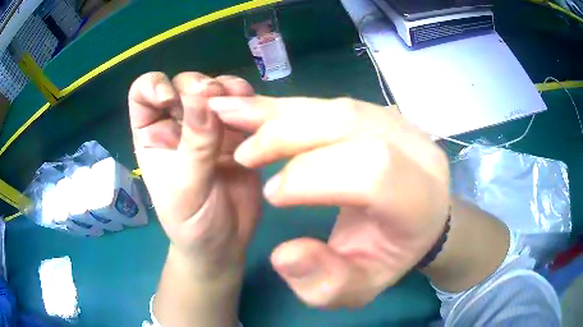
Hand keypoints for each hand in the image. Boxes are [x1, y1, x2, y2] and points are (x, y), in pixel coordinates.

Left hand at [128, 72, 260, 277]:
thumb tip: (204, 98)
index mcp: (153, 136)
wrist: (224, 243)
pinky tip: (254, 109)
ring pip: (215, 90)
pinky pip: (241, 107)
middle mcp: (178, 125)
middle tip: (214, 98)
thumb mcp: (186, 189)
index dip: (154, 86)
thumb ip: (195, 146)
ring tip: (239, 104)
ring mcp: (208, 127)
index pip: (143, 94)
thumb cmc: (192, 223)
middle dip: (197, 86)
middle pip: (183, 85)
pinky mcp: (236, 135)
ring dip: (226, 88)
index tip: (169, 99)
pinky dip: (247, 101)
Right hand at [208, 96, 449, 306]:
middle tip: (244, 154)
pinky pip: (331, 102)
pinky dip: (290, 106)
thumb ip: (323, 283)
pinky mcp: (382, 114)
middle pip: (350, 124)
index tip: (272, 195)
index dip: (312, 177)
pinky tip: (258, 109)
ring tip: (236, 116)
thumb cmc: (389, 256)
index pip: (373, 171)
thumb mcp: (357, 288)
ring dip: (281, 113)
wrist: (417, 220)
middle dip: (286, 136)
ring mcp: (401, 124)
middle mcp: (417, 151)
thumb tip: (284, 255)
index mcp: (420, 199)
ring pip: (336, 106)